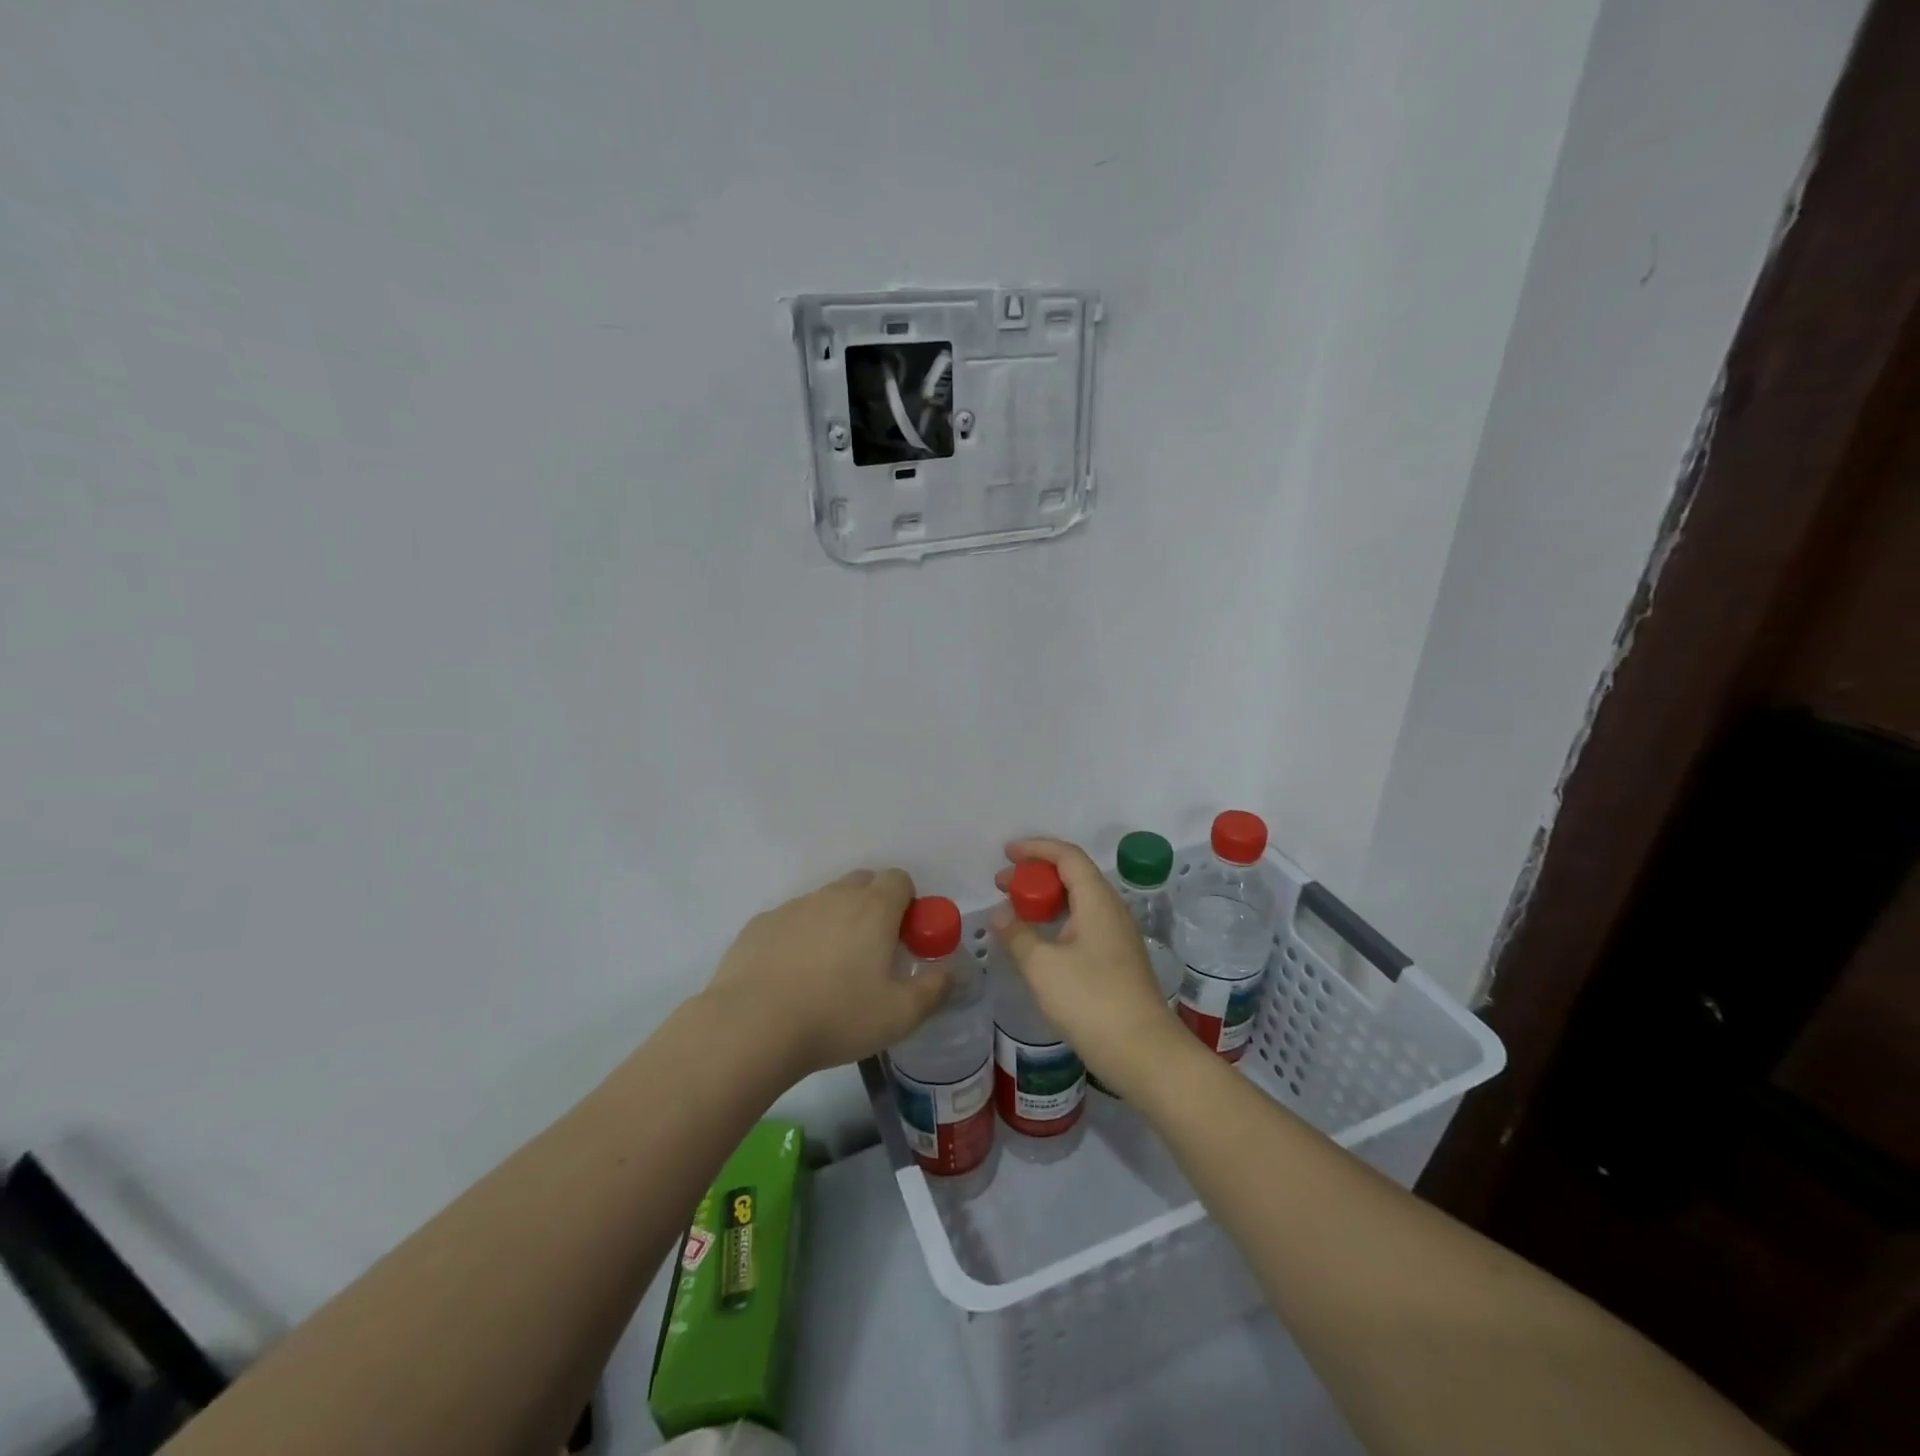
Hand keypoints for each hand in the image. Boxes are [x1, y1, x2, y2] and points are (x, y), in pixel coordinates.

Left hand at [704, 868, 950, 1079]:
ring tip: (828, 971)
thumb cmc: (838, 1017)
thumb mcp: (901, 1015)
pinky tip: (791, 976)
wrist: (752, 1026)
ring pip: (825, 901)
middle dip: (873, 906)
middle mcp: (834, 896)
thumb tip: (951, 972)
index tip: (904, 938)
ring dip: (835, 922)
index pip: (899, 879)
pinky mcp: (760, 924)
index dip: (907, 903)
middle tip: (871, 952)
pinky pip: (791, 921)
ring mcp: (794, 907)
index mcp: (873, 908)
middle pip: (862, 883)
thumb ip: (934, 989)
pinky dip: (799, 937)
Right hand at [992, 837, 1184, 1095]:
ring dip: (1047, 899)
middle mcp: (1112, 910)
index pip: (1067, 856)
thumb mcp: (1042, 966)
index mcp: (1098, 900)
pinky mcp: (1118, 960)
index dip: (1035, 848)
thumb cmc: (1091, 1000)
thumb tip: (1001, 915)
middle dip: (1037, 874)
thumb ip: (1017, 934)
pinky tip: (1039, 941)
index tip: (1006, 854)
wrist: (1143, 1052)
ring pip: (1079, 901)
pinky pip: (1084, 923)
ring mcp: (1118, 936)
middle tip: (1003, 884)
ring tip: (1016, 910)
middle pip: (1074, 875)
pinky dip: (1058, 920)